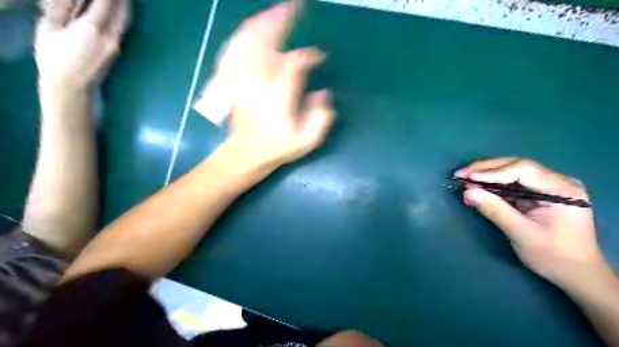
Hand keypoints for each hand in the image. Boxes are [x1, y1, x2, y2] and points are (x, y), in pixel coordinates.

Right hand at [36, 0, 129, 88]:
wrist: (71, 85)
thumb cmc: (54, 56)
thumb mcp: (51, 27)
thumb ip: (64, 7)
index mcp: (93, 28)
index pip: (106, 3)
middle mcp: (111, 36)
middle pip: (122, 12)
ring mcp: (117, 45)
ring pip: (125, 21)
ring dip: (126, 6)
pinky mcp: (117, 50)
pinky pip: (122, 28)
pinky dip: (122, 16)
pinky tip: (118, 10)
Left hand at [212, 0, 333, 169]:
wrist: (247, 152)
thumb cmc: (279, 146)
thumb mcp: (306, 140)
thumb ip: (320, 118)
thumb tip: (323, 93)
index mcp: (279, 97)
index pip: (295, 64)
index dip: (309, 56)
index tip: (319, 56)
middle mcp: (258, 83)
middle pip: (265, 42)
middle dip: (280, 21)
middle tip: (294, 8)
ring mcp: (242, 79)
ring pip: (248, 41)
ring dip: (263, 23)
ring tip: (278, 12)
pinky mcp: (234, 79)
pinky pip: (235, 49)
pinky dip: (244, 35)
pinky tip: (252, 29)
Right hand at [456, 158, 608, 286]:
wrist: (575, 274)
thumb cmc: (553, 256)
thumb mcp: (521, 233)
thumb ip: (495, 210)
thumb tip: (467, 192)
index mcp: (561, 189)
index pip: (523, 169)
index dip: (493, 172)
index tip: (469, 177)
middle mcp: (557, 182)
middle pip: (516, 166)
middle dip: (486, 169)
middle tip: (460, 174)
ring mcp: (547, 187)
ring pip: (511, 173)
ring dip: (486, 177)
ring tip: (464, 181)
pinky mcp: (537, 194)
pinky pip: (511, 184)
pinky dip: (492, 186)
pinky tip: (477, 190)